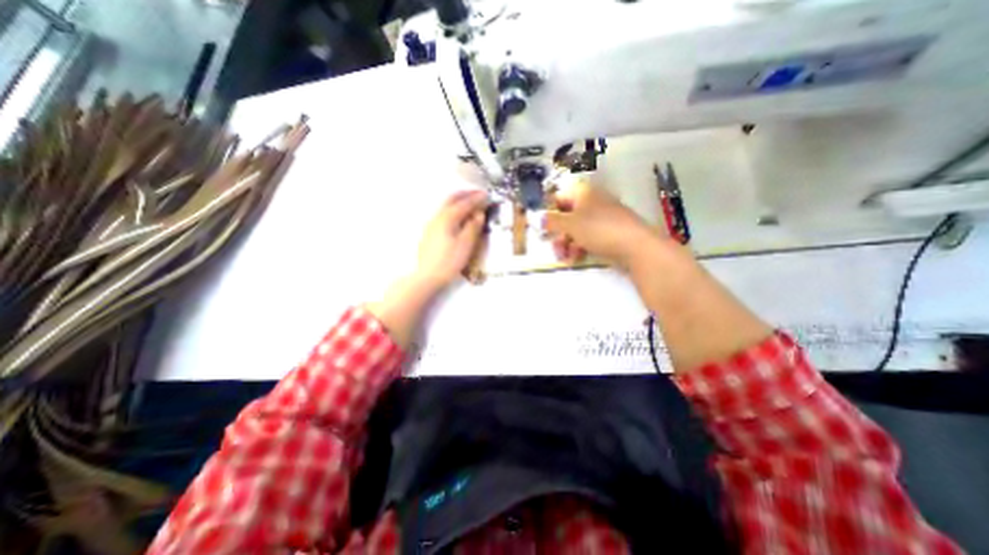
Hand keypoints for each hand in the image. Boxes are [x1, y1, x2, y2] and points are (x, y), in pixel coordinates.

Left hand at [412, 188, 487, 289]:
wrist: (428, 276)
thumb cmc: (449, 261)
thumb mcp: (466, 244)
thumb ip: (473, 227)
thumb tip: (478, 214)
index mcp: (448, 218)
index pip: (464, 204)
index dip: (476, 198)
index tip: (486, 195)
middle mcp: (438, 217)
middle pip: (451, 200)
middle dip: (465, 195)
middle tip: (477, 194)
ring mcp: (432, 225)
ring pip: (445, 206)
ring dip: (458, 201)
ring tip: (469, 204)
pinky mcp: (430, 233)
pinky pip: (443, 214)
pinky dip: (453, 210)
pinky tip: (457, 218)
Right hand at [541, 180, 655, 266]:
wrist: (635, 246)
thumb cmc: (598, 229)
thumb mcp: (571, 224)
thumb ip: (552, 221)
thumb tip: (535, 217)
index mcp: (583, 193)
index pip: (559, 198)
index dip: (549, 213)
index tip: (543, 228)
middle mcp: (592, 202)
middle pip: (567, 216)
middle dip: (559, 234)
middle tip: (555, 249)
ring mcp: (602, 217)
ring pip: (577, 229)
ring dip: (568, 244)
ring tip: (566, 258)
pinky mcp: (608, 232)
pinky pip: (589, 237)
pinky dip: (581, 246)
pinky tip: (578, 257)